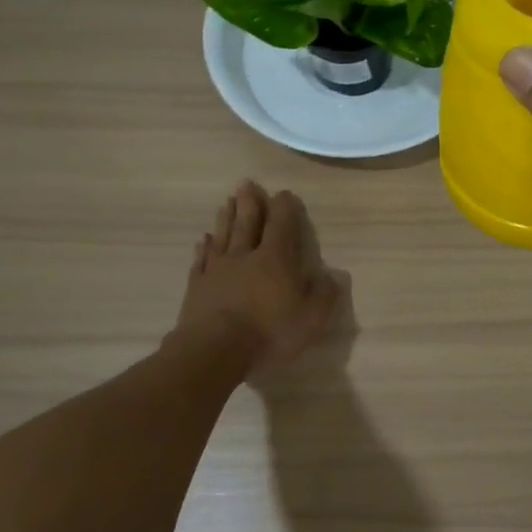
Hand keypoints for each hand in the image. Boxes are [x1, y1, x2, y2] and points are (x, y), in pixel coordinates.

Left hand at [177, 180, 343, 375]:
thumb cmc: (269, 331)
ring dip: (226, 217)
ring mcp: (217, 270)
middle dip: (250, 202)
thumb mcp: (311, 317)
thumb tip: (334, 276)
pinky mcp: (197, 287)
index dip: (284, 207)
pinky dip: (204, 248)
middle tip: (247, 183)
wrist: (215, 349)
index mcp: (274, 259)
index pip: (281, 225)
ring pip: (223, 236)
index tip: (284, 193)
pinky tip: (204, 240)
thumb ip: (324, 294)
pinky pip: (201, 260)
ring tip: (226, 201)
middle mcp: (244, 256)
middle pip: (247, 223)